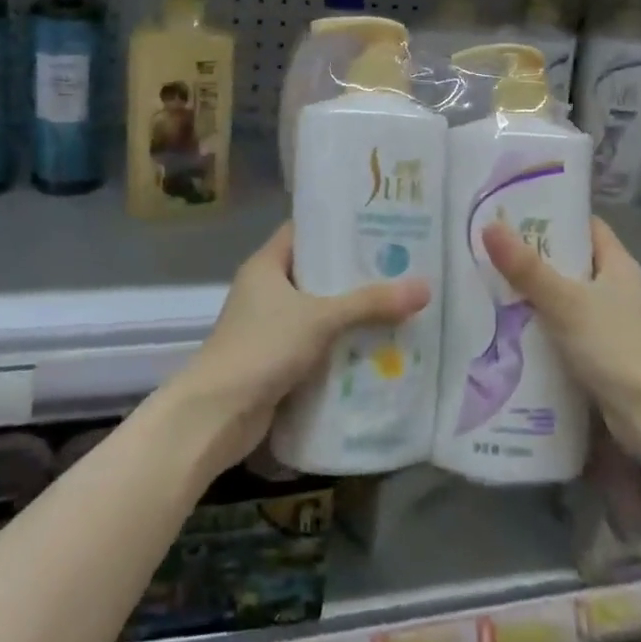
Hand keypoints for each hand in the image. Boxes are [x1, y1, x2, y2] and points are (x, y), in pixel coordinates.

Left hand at [167, 223, 429, 472]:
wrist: (216, 416)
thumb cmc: (262, 348)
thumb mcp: (321, 318)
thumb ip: (371, 303)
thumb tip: (424, 287)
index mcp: (266, 265)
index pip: (305, 231)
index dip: (338, 226)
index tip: (379, 225)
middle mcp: (266, 290)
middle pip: (317, 272)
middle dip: (356, 273)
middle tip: (402, 266)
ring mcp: (270, 327)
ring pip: (319, 310)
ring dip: (353, 312)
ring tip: (400, 303)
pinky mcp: (277, 360)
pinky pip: (317, 343)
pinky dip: (342, 344)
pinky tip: (379, 345)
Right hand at [480, 217, 640, 448]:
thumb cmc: (613, 347)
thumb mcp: (564, 302)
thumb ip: (526, 268)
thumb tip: (489, 226)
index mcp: (618, 265)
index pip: (585, 226)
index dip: (554, 216)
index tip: (514, 213)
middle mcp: (617, 288)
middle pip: (572, 261)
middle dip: (535, 256)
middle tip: (493, 249)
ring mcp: (612, 322)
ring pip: (567, 296)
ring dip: (536, 293)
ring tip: (493, 284)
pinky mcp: (603, 352)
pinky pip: (567, 327)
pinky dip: (544, 324)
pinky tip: (513, 326)